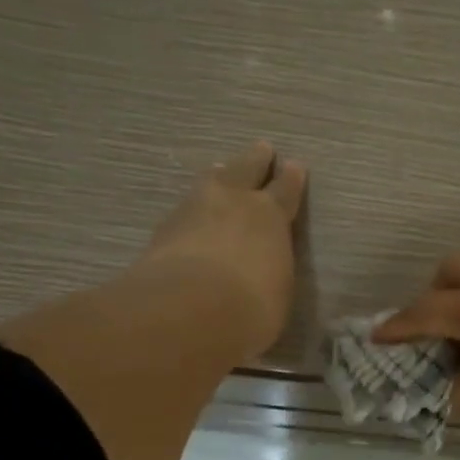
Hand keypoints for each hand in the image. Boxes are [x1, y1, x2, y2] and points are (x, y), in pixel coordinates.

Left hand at [142, 142, 306, 358]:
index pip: (286, 190)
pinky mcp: (164, 229)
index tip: (295, 166)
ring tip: (220, 172)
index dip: (292, 179)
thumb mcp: (278, 293)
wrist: (188, 311)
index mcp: (270, 216)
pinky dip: (193, 210)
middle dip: (256, 160)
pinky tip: (192, 216)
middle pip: (246, 169)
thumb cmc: (251, 308)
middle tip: (262, 149)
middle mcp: (233, 201)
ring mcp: (193, 209)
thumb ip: (272, 271)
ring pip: (210, 181)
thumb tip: (264, 270)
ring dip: (219, 177)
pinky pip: (185, 209)